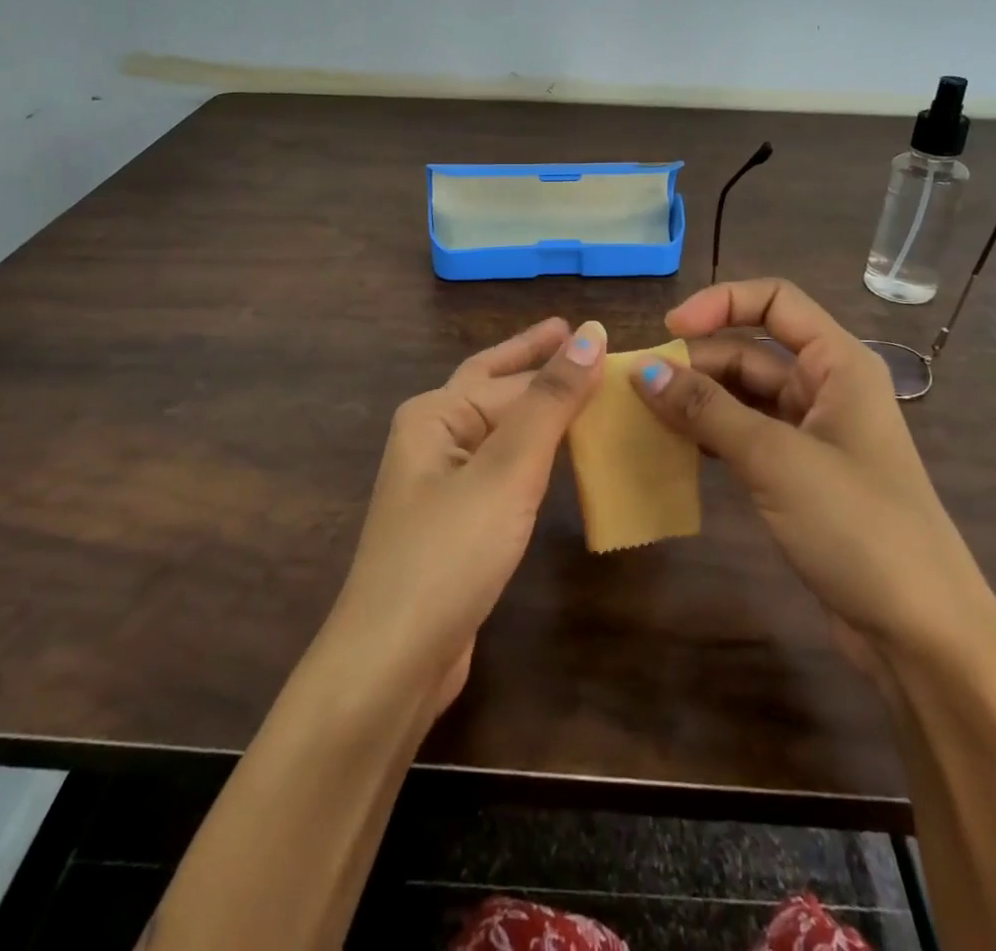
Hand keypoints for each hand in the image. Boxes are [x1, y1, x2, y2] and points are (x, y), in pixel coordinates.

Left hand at [326, 318, 606, 714]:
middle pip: (497, 390)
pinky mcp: (458, 523)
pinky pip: (504, 469)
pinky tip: (561, 455)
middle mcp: (434, 440)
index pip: (510, 375)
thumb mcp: (507, 469)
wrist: (394, 662)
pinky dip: (536, 453)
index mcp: (435, 415)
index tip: (602, 335)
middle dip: (538, 366)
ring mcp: (443, 484)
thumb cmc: (450, 552)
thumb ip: (550, 401)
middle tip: (585, 340)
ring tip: (584, 390)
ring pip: (502, 431)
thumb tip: (590, 333)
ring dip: (540, 409)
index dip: (558, 356)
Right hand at [629, 279, 995, 669]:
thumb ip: (707, 410)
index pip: (775, 301)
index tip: (668, 332)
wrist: (923, 635)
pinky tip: (675, 448)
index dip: (720, 303)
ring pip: (744, 396)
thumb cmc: (859, 527)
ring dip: (697, 400)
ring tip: (643, 413)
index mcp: (838, 364)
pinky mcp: (800, 475)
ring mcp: (813, 434)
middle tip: (637, 386)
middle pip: (751, 351)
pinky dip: (710, 435)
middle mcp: (826, 388)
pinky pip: (745, 436)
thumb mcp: (776, 459)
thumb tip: (642, 370)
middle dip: (696, 361)